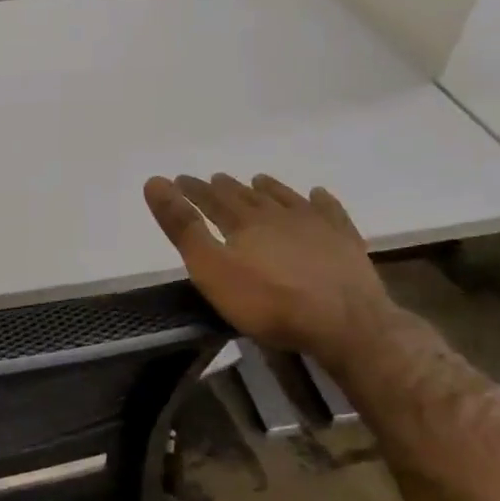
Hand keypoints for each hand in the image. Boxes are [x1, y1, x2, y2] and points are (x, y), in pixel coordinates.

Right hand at [143, 172, 393, 360]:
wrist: (344, 322)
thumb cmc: (268, 301)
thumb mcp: (211, 268)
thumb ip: (183, 228)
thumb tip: (155, 182)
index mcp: (244, 223)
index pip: (212, 200)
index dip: (193, 190)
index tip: (177, 179)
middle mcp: (278, 216)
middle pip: (248, 197)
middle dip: (227, 188)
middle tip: (215, 178)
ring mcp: (316, 226)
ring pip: (286, 199)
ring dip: (270, 189)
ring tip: (258, 180)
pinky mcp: (345, 242)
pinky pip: (329, 212)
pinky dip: (320, 201)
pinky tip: (318, 195)